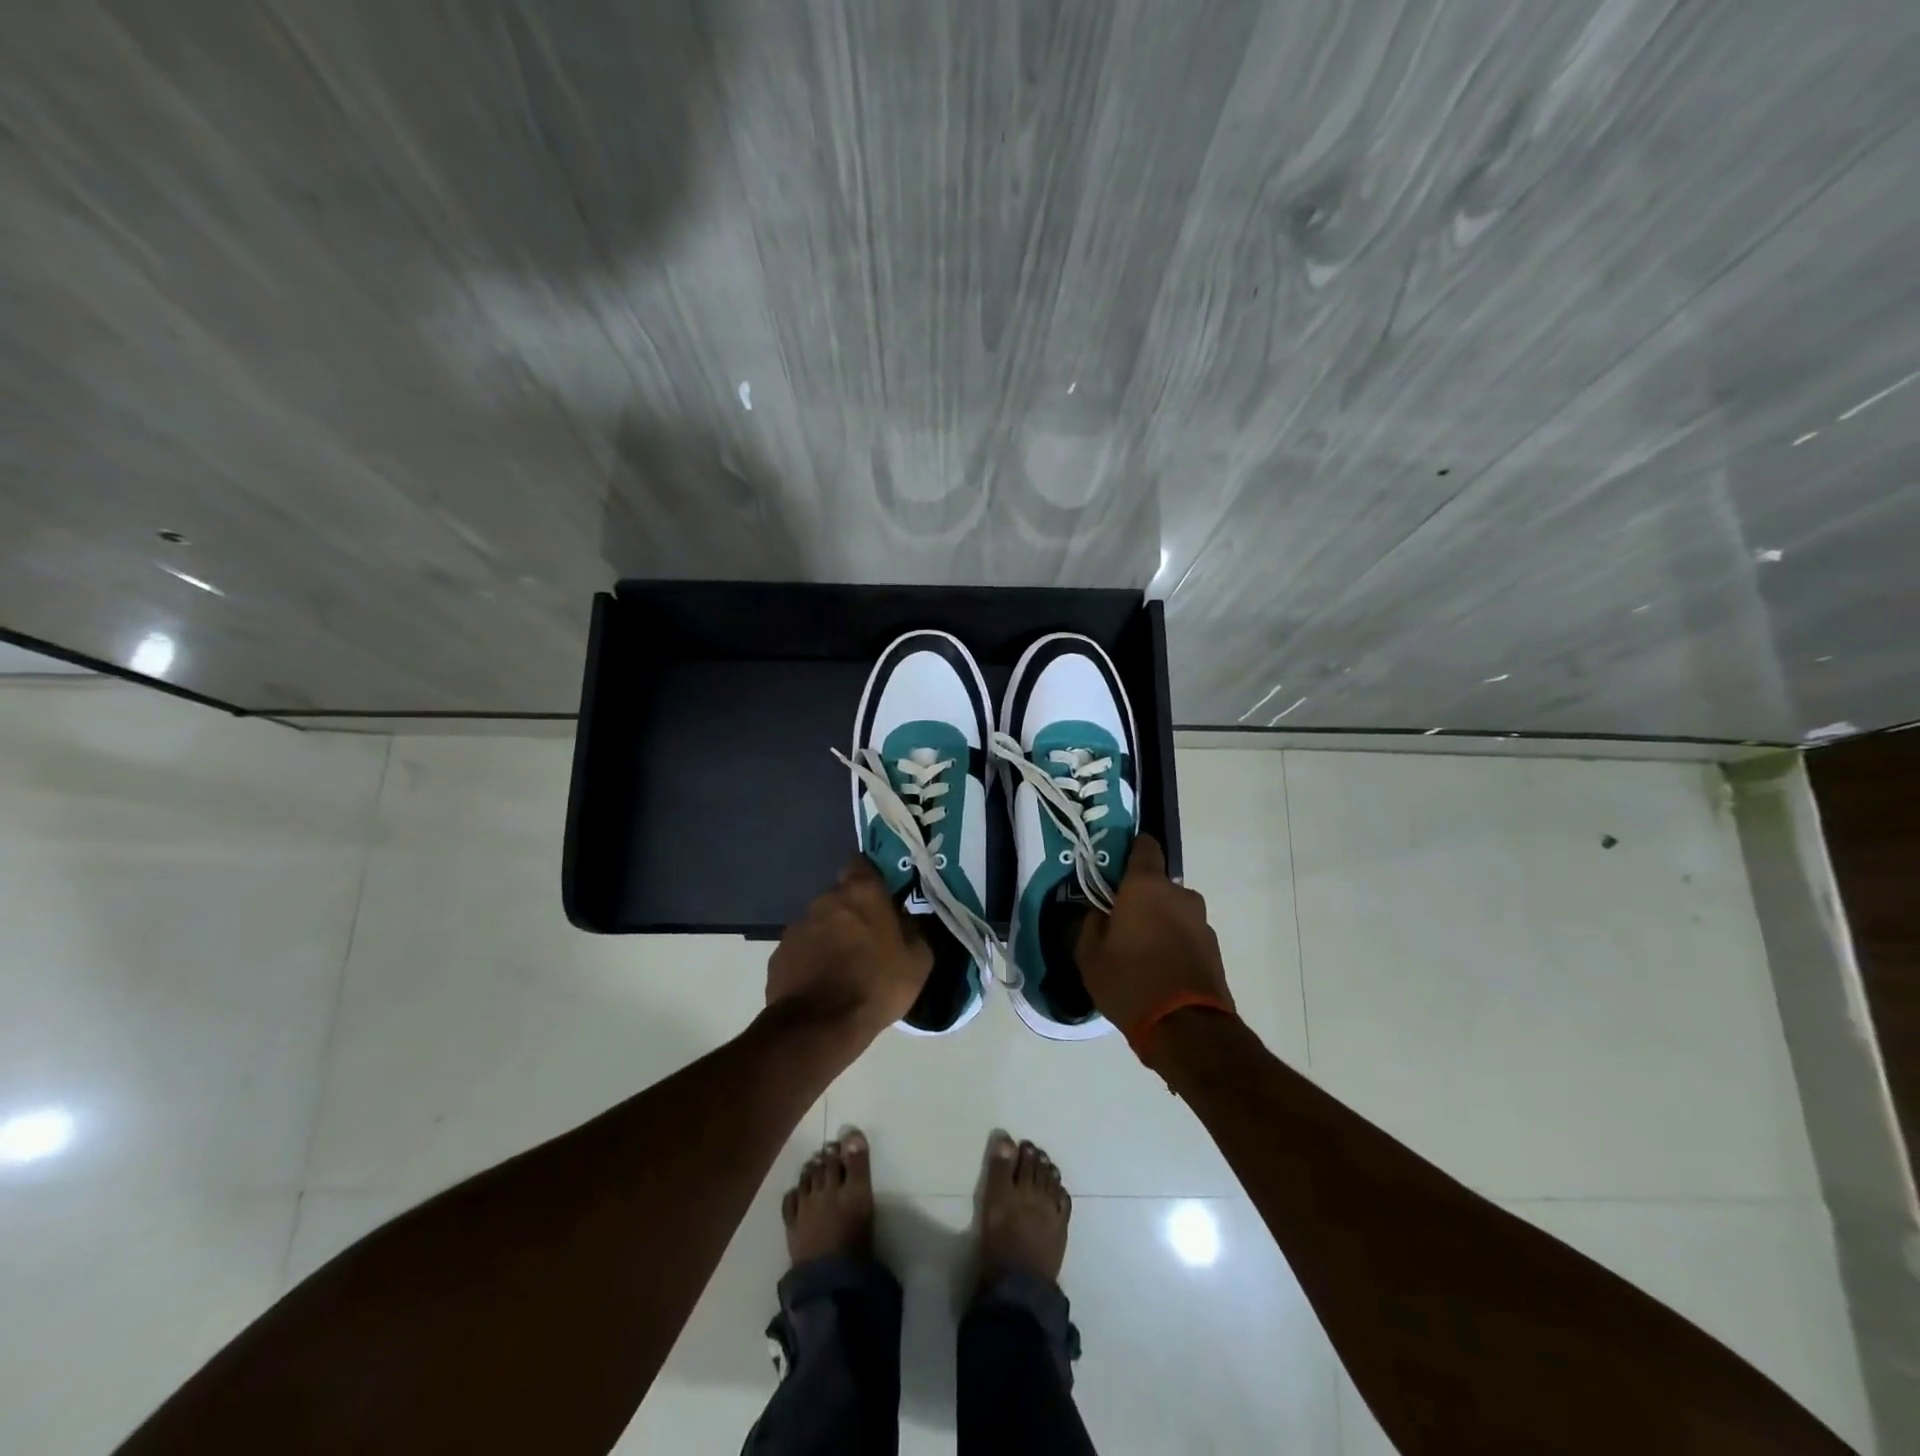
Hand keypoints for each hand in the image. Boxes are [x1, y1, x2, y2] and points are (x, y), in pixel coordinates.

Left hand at [767, 855, 933, 1040]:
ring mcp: (798, 926)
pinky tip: (822, 983)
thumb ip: (914, 930)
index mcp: (862, 892)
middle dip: (852, 912)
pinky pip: (802, 949)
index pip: (862, 864)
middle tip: (868, 939)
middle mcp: (826, 900)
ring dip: (831, 936)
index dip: (871, 878)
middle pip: (841, 896)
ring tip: (844, 967)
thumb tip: (906, 920)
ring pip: (820, 923)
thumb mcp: (918, 960)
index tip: (882, 897)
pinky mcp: (779, 953)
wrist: (820, 1025)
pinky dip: (811, 959)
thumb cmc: (877, 984)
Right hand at [1077, 835, 1234, 1040]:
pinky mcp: (1214, 949)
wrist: (1187, 1030)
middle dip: (1140, 898)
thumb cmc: (1130, 982)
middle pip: (1157, 885)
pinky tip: (1159, 971)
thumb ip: (1090, 924)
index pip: (1144, 846)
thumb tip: (1099, 913)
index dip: (1130, 850)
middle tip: (1119, 923)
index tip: (1114, 867)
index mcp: (1147, 886)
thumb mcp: (1090, 956)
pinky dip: (1173, 944)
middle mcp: (1180, 895)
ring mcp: (1202, 922)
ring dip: (1158, 923)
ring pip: (1172, 912)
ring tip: (1140, 954)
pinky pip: (1186, 935)